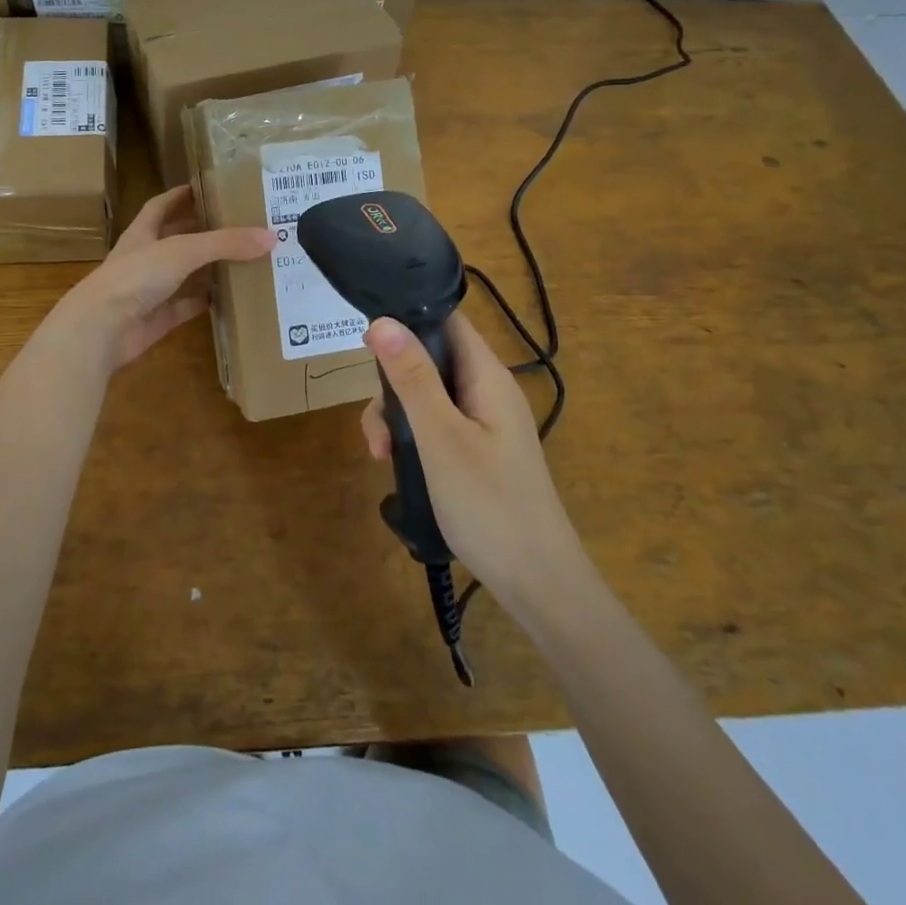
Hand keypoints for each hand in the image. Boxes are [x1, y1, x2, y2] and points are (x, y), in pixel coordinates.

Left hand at [53, 185, 273, 368]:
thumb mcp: (183, 250)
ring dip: (207, 268)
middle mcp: (144, 258)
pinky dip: (204, 302)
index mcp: (142, 233)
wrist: (101, 330)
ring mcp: (149, 291)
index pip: (161, 206)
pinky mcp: (156, 319)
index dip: (180, 195)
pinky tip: (228, 298)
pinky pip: (185, 307)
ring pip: (183, 275)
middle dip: (201, 232)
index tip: (206, 187)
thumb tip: (270, 236)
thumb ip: (225, 243)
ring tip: (242, 258)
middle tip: (236, 224)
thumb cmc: (135, 277)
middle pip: (175, 239)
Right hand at [360, 313, 584, 603]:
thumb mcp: (440, 437)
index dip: (407, 319)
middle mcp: (487, 390)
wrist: (539, 584)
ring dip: (397, 417)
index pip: (446, 320)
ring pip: (427, 395)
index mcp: (486, 375)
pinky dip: (413, 437)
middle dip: (393, 384)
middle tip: (376, 429)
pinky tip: (397, 466)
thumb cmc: (489, 503)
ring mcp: (484, 422)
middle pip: (429, 359)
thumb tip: (382, 320)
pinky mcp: (478, 450)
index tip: (366, 343)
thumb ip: (412, 377)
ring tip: (381, 456)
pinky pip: (437, 424)